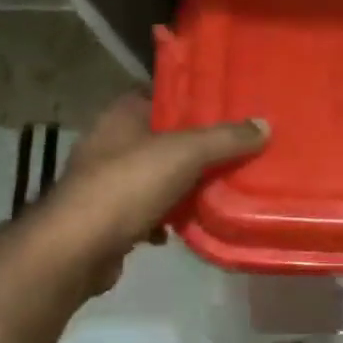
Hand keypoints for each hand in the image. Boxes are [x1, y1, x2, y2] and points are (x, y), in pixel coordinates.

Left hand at [43, 93, 268, 295]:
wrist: (78, 248)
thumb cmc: (128, 186)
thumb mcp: (185, 154)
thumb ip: (225, 139)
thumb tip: (264, 125)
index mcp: (122, 115)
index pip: (161, 94)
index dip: (192, 98)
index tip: (228, 106)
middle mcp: (110, 143)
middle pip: (163, 137)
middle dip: (197, 146)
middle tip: (237, 148)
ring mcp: (107, 182)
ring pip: (157, 176)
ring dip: (184, 185)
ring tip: (223, 187)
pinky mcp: (109, 218)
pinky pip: (148, 211)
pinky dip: (167, 218)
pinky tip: (187, 226)